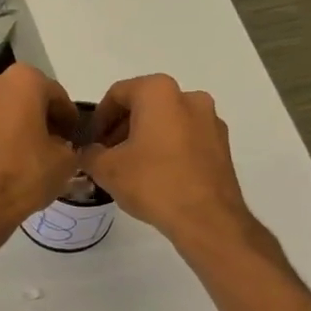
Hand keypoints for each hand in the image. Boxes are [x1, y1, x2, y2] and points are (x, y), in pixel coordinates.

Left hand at [0, 65, 79, 246]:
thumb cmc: (22, 176)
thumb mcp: (64, 163)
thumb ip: (69, 146)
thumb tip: (60, 147)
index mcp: (22, 81)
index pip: (56, 96)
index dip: (68, 119)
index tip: (72, 138)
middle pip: (23, 98)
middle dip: (37, 118)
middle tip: (49, 146)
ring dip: (12, 127)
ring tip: (22, 156)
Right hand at [80, 75, 251, 246]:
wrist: (207, 218)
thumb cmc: (153, 183)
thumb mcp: (107, 169)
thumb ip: (89, 154)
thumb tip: (88, 152)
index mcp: (159, 92)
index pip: (118, 94)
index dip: (99, 118)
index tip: (91, 142)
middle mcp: (189, 97)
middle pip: (145, 105)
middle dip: (122, 128)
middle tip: (107, 155)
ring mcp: (210, 120)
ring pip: (167, 121)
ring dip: (146, 138)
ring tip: (131, 167)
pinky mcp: (222, 145)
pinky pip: (186, 138)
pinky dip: (168, 149)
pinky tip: (157, 176)